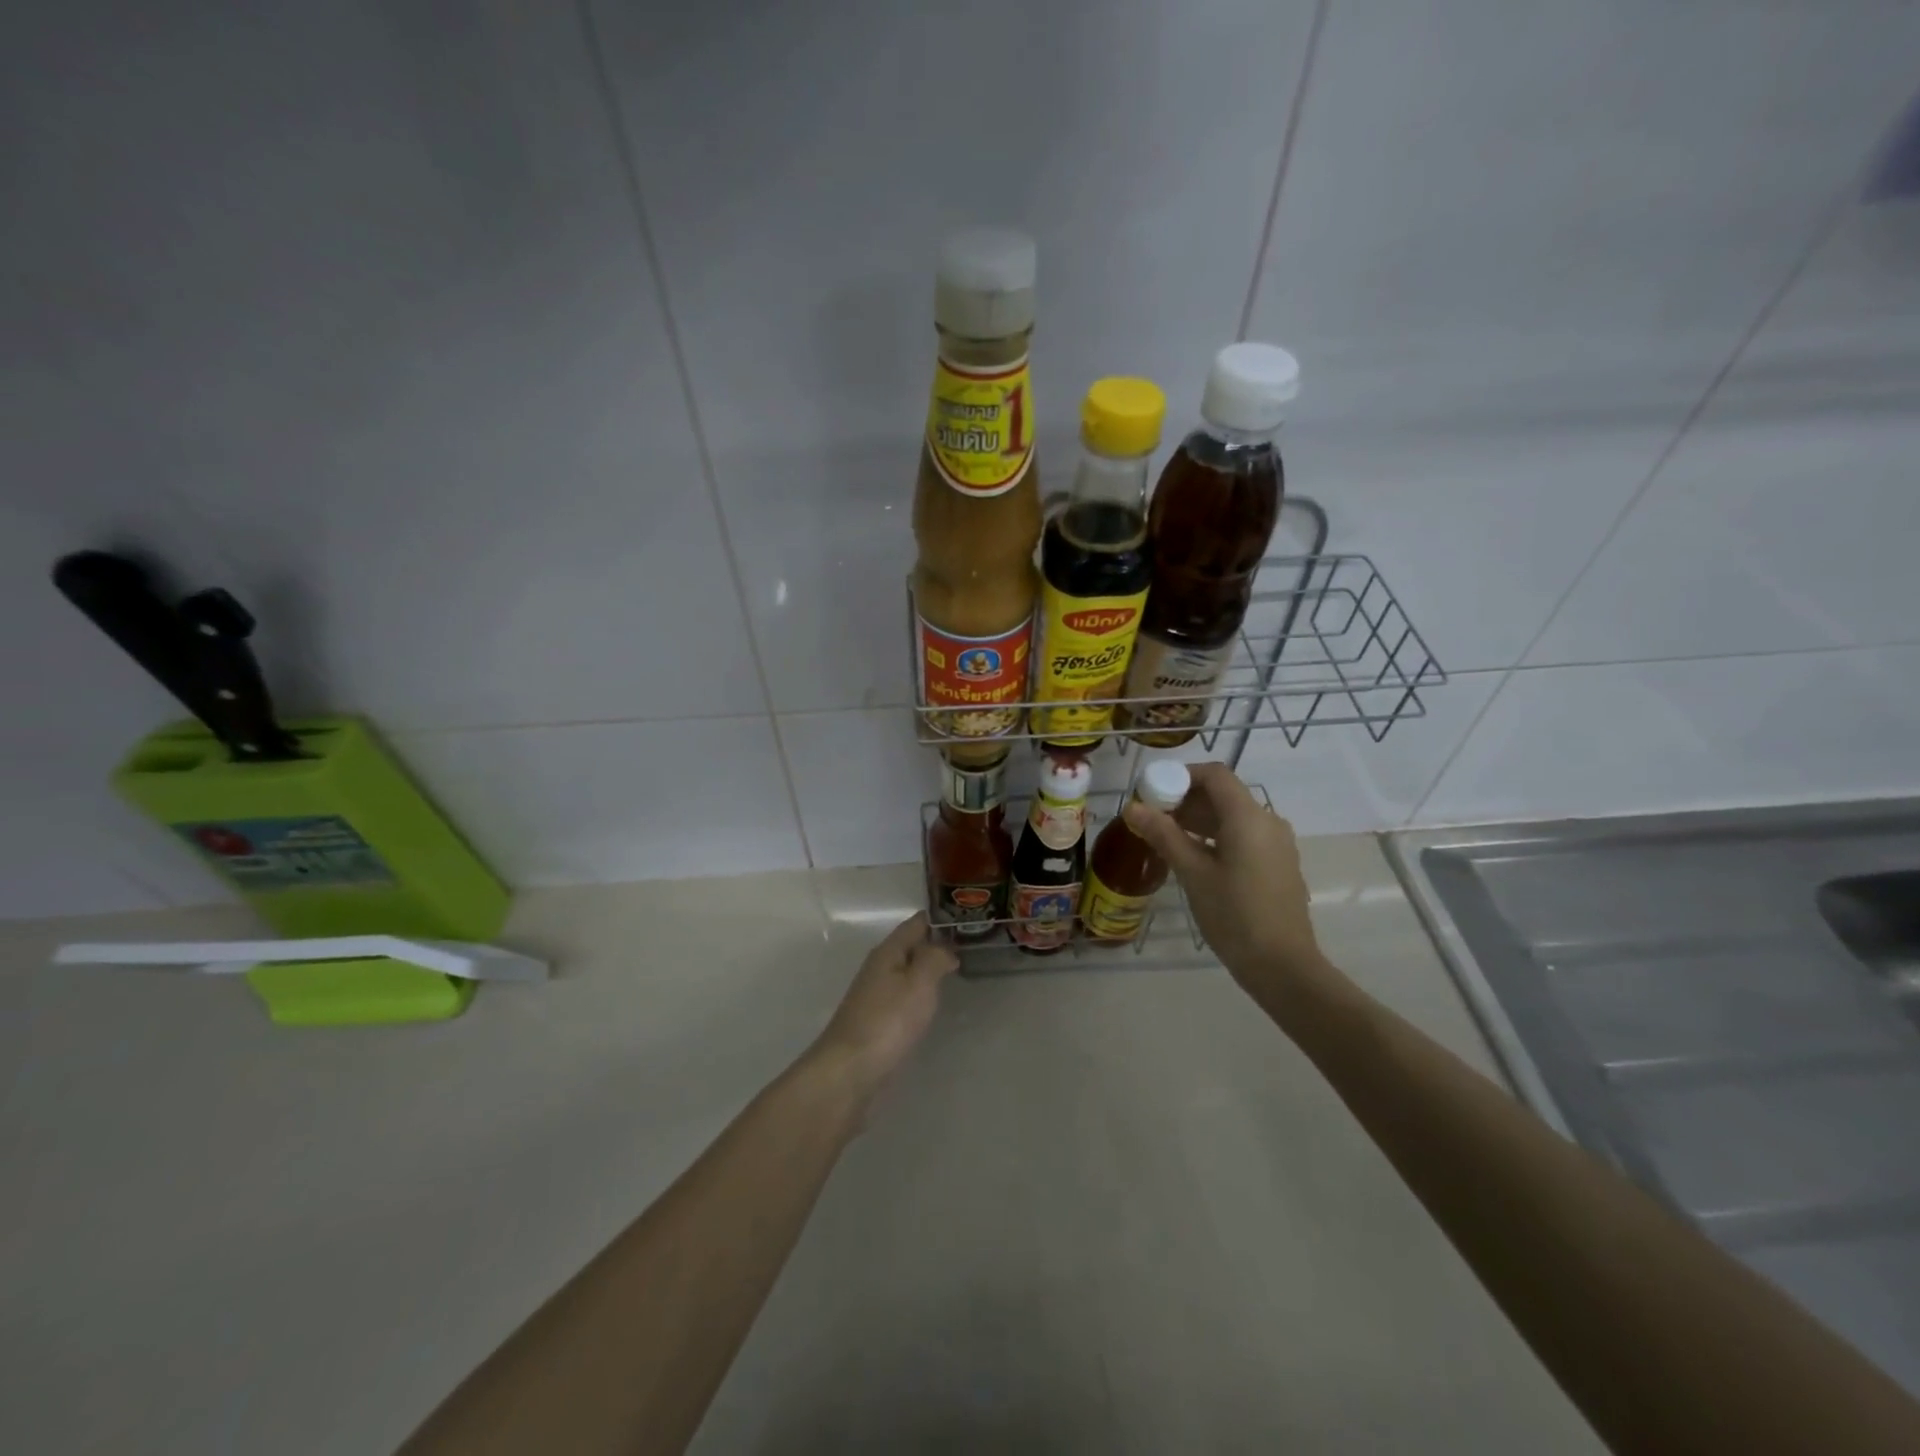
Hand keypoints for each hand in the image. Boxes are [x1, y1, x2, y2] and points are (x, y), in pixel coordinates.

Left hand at [810, 913, 957, 1109]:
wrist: (849, 1071)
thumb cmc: (887, 1021)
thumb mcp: (919, 983)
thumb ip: (935, 958)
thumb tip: (945, 948)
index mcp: (888, 952)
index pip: (916, 923)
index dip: (940, 919)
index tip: (968, 917)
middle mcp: (879, 968)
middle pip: (910, 946)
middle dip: (937, 943)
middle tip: (971, 944)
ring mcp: (875, 996)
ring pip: (907, 972)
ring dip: (928, 969)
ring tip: (958, 970)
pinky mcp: (877, 1022)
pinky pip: (903, 996)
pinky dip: (920, 993)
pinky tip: (933, 1003)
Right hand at [1123, 762, 1335, 1007]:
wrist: (1283, 966)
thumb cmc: (1235, 915)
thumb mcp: (1193, 873)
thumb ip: (1163, 835)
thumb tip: (1132, 807)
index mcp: (1248, 817)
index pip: (1214, 775)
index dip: (1182, 775)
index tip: (1152, 791)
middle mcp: (1268, 822)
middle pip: (1223, 794)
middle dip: (1185, 800)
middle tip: (1152, 818)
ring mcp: (1276, 844)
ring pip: (1233, 817)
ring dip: (1199, 820)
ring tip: (1165, 839)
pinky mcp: (1277, 864)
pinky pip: (1244, 836)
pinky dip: (1216, 837)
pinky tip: (1193, 859)